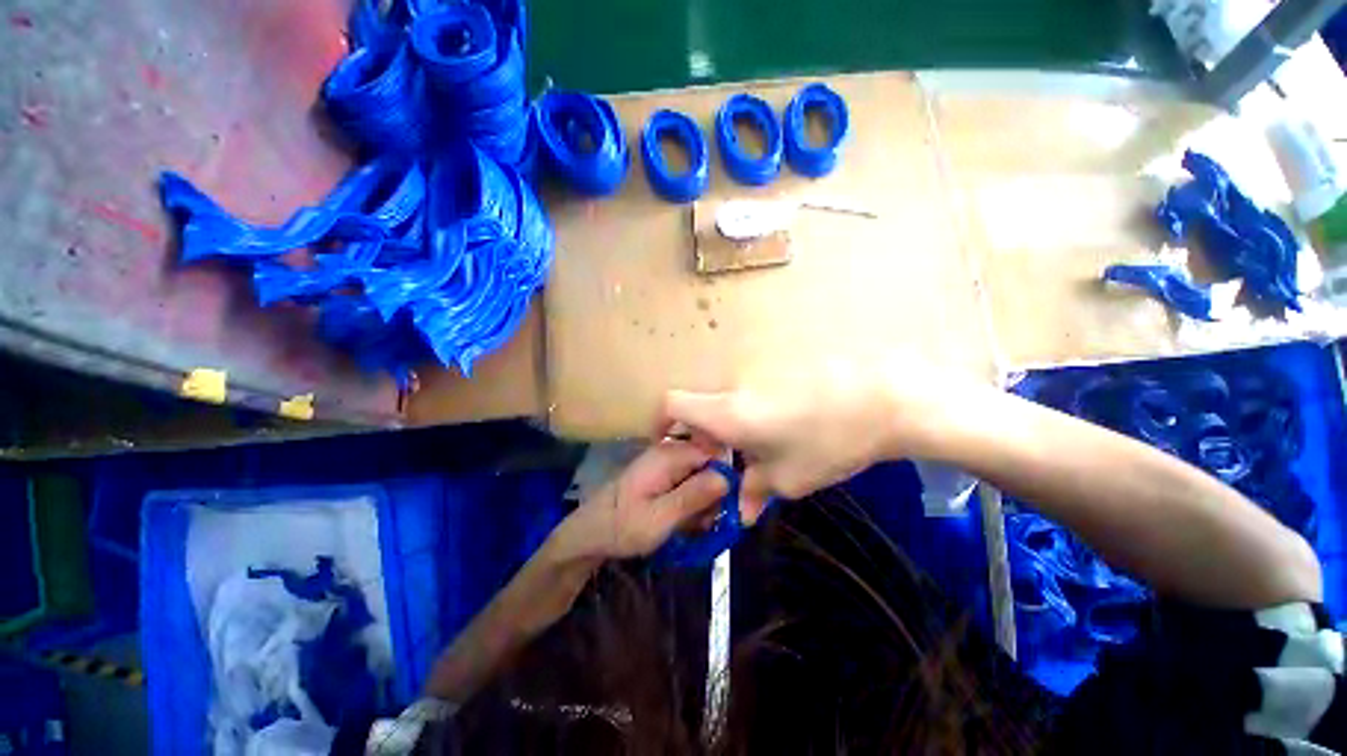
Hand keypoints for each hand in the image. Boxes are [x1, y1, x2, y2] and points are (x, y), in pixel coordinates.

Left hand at [552, 440, 729, 560]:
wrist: (590, 533)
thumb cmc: (622, 526)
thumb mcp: (660, 518)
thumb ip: (694, 496)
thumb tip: (728, 477)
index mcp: (670, 455)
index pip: (715, 452)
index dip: (727, 477)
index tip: (728, 506)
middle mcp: (671, 452)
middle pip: (711, 464)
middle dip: (715, 494)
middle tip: (705, 523)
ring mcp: (667, 462)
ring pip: (703, 476)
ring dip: (704, 503)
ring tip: (692, 526)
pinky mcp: (664, 475)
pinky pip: (691, 483)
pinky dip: (693, 503)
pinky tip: (684, 522)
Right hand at [658, 357, 973, 516]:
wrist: (882, 399)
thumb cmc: (826, 442)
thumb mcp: (788, 478)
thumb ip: (755, 492)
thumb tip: (742, 512)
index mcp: (726, 413)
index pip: (671, 403)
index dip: (662, 422)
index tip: (673, 444)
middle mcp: (735, 388)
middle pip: (701, 405)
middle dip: (704, 434)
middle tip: (727, 459)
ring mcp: (759, 376)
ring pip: (729, 400)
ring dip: (733, 425)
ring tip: (764, 448)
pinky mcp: (782, 370)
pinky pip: (755, 392)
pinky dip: (757, 413)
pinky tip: (790, 428)